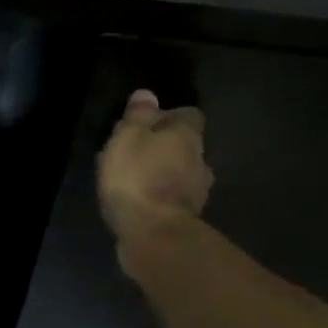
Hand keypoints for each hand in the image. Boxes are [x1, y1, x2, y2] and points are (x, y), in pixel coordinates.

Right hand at [97, 89, 212, 258]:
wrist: (153, 232)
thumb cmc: (137, 177)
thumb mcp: (127, 138)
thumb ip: (138, 116)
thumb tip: (147, 94)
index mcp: (187, 135)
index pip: (188, 114)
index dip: (168, 115)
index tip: (145, 122)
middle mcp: (200, 158)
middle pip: (186, 144)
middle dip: (166, 145)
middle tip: (136, 151)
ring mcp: (198, 189)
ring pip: (183, 171)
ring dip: (166, 171)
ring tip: (138, 177)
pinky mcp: (188, 215)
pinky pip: (176, 195)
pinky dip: (163, 194)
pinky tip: (144, 199)